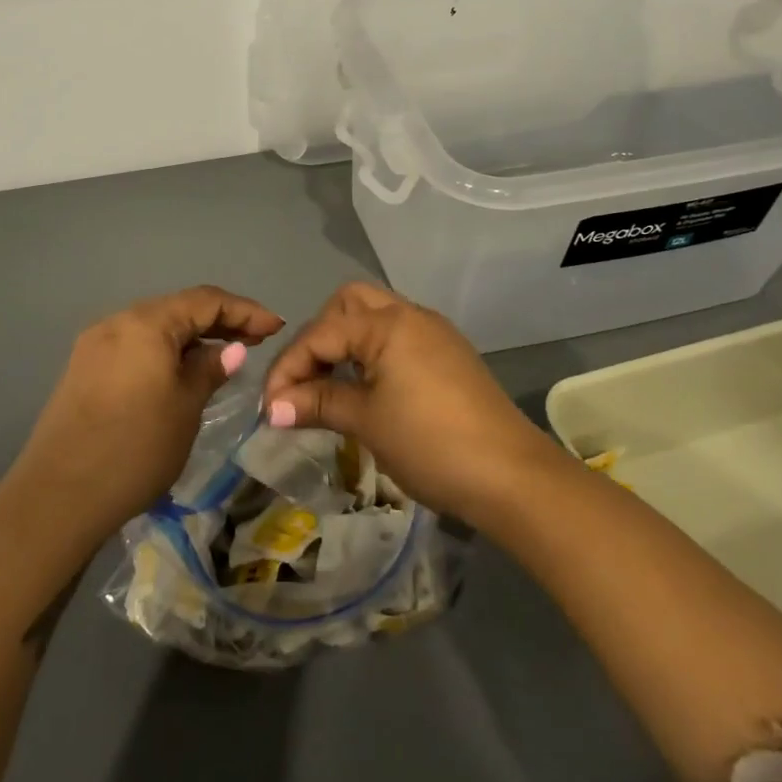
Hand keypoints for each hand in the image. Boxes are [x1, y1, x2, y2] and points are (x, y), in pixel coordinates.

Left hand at [15, 286, 284, 539]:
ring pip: (155, 327)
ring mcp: (96, 344)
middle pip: (178, 308)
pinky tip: (180, 371)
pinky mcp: (84, 368)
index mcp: (146, 323)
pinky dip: (164, 351)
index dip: (245, 310)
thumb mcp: (185, 408)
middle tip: (255, 340)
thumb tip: (232, 349)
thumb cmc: (134, 449)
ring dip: (191, 336)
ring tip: (223, 355)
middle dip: (219, 320)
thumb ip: (210, 370)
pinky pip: (135, 345)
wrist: (58, 497)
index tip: (276, 327)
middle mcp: (118, 321)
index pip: (205, 300)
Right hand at [262, 281, 557, 523]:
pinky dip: (372, 353)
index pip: (320, 334)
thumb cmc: (430, 443)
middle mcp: (411, 315)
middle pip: (348, 304)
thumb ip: (317, 403)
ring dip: (346, 343)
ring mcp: (434, 333)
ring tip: (329, 385)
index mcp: (387, 323)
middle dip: (318, 336)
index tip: (268, 407)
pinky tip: (366, 389)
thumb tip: (272, 408)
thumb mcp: (366, 422)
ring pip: (375, 317)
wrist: (512, 476)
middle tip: (305, 378)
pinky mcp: (449, 355)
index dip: (288, 368)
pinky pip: (398, 337)